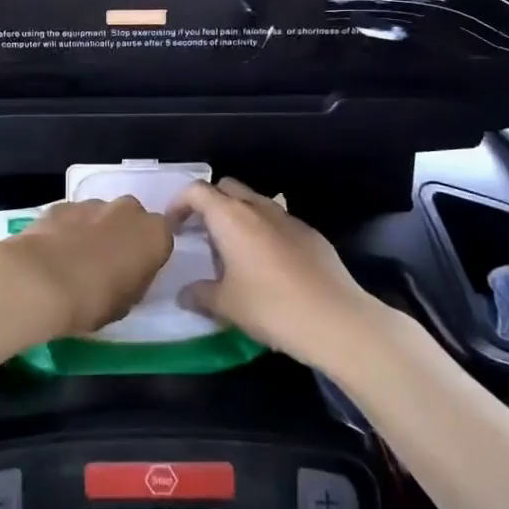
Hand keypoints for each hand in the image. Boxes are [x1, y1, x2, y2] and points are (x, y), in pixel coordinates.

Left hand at [0, 197, 174, 341]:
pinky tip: (53, 253)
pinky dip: (67, 230)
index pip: (161, 239)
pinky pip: (71, 217)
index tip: (134, 273)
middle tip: (106, 264)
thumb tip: (125, 274)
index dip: (147, 256)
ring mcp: (93, 203)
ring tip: (74, 261)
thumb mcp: (126, 303)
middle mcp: (128, 210)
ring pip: (100, 215)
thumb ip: (133, 281)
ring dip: (93, 231)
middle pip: (131, 219)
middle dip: (121, 236)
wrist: (40, 281)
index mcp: (154, 234)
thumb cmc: (93, 300)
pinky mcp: (61, 204)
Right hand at [166, 178, 376, 368]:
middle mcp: (258, 208)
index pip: (197, 191)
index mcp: (231, 217)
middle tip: (201, 233)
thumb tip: (184, 294)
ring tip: (233, 250)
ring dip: (238, 217)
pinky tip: (268, 265)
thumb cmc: (271, 306)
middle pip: (227, 188)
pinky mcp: (311, 234)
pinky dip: (264, 232)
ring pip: (255, 203)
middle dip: (209, 204)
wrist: (336, 319)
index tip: (172, 226)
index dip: (179, 203)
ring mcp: (288, 218)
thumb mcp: (226, 305)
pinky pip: (278, 222)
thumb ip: (199, 294)